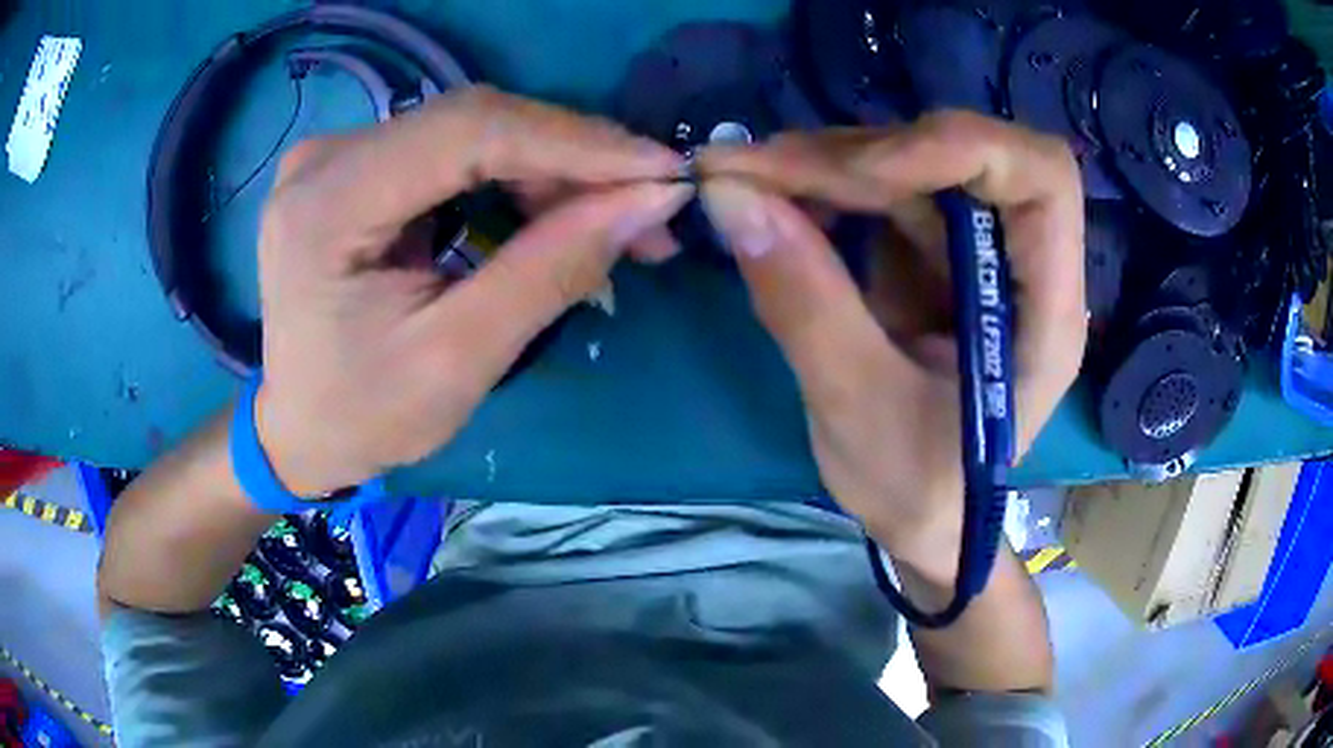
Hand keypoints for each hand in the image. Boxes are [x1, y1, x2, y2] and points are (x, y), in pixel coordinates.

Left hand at [255, 87, 690, 495]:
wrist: (300, 427)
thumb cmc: (365, 414)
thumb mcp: (459, 359)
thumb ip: (550, 270)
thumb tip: (651, 200)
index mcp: (326, 204)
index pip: (467, 131)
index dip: (574, 141)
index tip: (662, 170)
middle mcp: (325, 157)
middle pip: (473, 121)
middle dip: (573, 158)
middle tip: (650, 204)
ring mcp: (337, 154)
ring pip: (472, 130)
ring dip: (552, 168)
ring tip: (614, 217)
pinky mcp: (356, 165)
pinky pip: (454, 150)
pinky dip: (515, 176)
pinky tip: (554, 211)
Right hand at [698, 112, 1085, 581]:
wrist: (921, 520)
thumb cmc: (917, 489)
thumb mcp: (858, 411)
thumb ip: (805, 304)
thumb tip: (732, 199)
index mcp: (1045, 310)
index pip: (1040, 177)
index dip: (955, 149)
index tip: (858, 179)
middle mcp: (1020, 262)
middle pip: (965, 153)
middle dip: (863, 154)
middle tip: (761, 171)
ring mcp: (974, 252)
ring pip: (911, 164)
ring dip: (828, 163)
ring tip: (747, 182)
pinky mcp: (932, 254)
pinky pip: (881, 193)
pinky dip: (823, 187)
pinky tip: (773, 202)